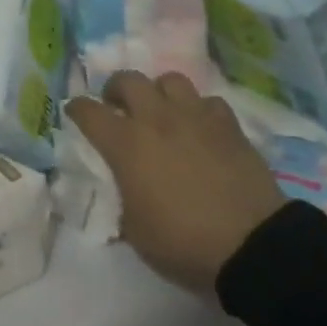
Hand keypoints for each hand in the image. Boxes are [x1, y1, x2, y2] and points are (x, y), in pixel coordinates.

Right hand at [65, 70, 284, 293]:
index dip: (77, 110)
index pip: (88, 112)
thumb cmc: (182, 242)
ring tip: (161, 111)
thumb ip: (122, 200)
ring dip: (159, 92)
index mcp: (126, 144)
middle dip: (116, 90)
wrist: (251, 246)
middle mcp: (157, 120)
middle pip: (128, 80)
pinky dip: (199, 110)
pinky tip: (200, 128)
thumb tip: (123, 190)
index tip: (75, 113)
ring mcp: (196, 118)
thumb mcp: (135, 231)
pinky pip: (209, 102)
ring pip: (170, 80)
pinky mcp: (230, 127)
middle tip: (118, 108)